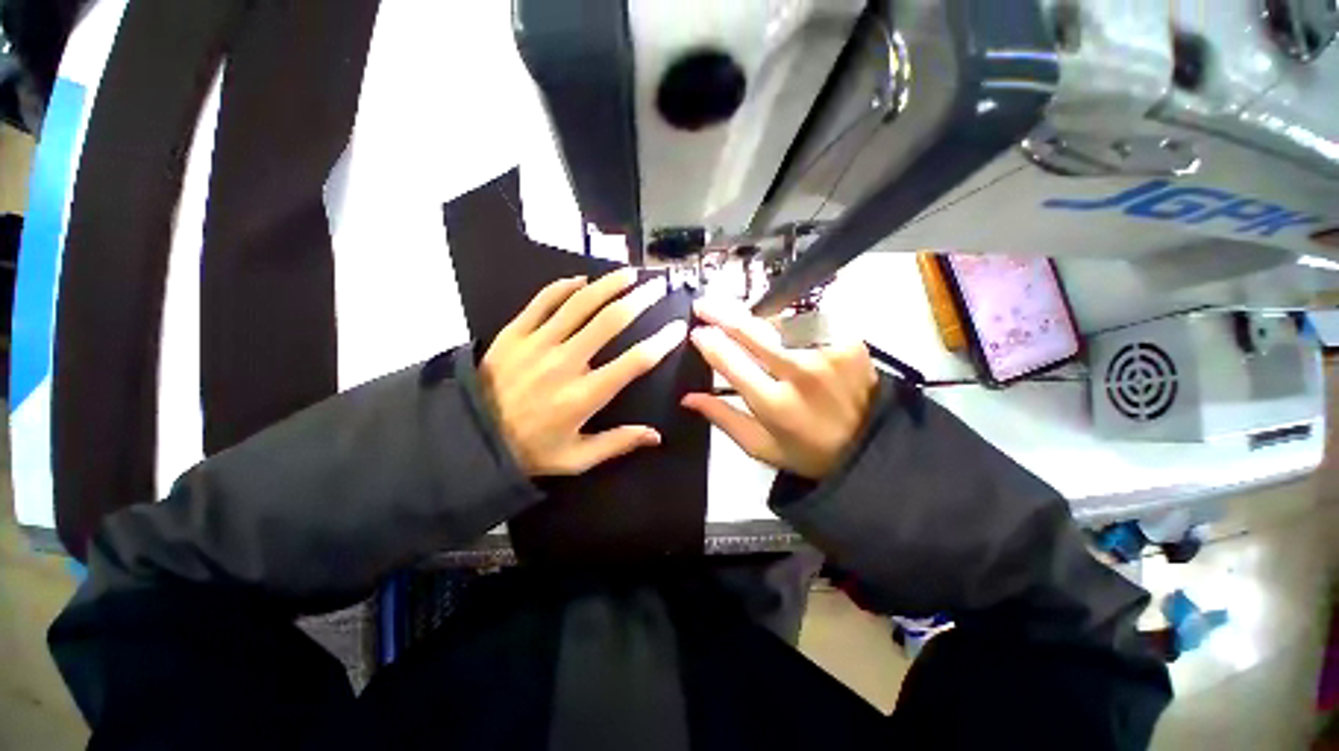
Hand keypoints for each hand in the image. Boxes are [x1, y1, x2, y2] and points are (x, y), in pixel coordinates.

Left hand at [480, 268, 686, 475]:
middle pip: (610, 321)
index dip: (661, 342)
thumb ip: (618, 443)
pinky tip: (582, 280)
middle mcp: (565, 363)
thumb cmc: (530, 450)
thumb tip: (656, 435)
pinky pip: (542, 301)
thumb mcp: (577, 458)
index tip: (678, 328)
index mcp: (584, 395)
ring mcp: (537, 344)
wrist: (470, 439)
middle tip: (657, 287)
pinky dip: (564, 287)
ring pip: (580, 303)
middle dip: (640, 300)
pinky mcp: (514, 333)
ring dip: (608, 285)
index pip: (634, 362)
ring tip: (629, 273)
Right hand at [682, 298, 877, 479]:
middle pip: (751, 331)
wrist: (869, 444)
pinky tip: (781, 328)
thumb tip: (688, 398)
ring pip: (778, 321)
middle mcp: (800, 372)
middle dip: (722, 314)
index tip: (697, 333)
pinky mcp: (848, 339)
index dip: (709, 343)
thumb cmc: (809, 451)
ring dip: (757, 320)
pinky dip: (788, 322)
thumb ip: (723, 418)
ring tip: (746, 324)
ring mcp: (827, 351)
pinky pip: (807, 319)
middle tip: (704, 305)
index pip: (731, 361)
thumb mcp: (760, 446)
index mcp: (775, 403)